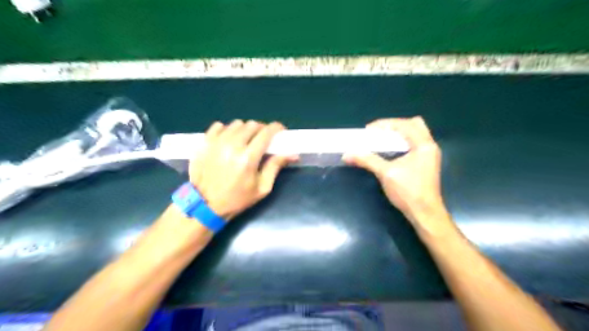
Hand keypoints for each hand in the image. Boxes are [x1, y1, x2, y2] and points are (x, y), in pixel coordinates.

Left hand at [190, 121, 296, 219]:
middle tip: (263, 139)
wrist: (205, 205)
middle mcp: (232, 145)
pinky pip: (219, 125)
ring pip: (236, 124)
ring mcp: (216, 142)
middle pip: (252, 125)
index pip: (266, 133)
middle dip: (261, 129)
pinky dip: (227, 130)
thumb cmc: (237, 199)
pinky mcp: (204, 142)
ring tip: (245, 141)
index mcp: (248, 158)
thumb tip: (292, 154)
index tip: (280, 130)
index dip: (276, 128)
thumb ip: (275, 167)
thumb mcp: (262, 188)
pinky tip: (228, 140)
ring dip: (245, 130)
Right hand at [344, 117, 443, 225]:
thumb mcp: (386, 173)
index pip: (404, 124)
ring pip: (415, 134)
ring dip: (398, 134)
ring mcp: (429, 155)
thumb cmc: (408, 192)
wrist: (424, 214)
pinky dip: (402, 143)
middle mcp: (429, 146)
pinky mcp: (425, 163)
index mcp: (423, 145)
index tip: (368, 130)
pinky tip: (390, 151)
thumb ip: (367, 160)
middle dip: (394, 125)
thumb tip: (347, 154)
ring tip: (382, 140)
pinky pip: (414, 144)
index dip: (385, 124)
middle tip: (379, 133)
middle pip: (414, 124)